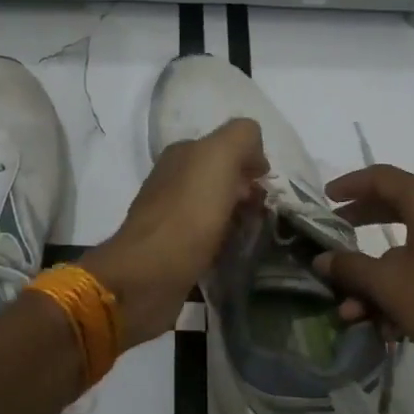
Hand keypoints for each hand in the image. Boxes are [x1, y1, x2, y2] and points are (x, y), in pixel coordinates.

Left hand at [82, 118, 267, 347]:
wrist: (149, 275)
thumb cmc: (188, 214)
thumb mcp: (219, 157)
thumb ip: (241, 138)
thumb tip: (254, 155)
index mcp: (181, 155)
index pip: (224, 147)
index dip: (249, 162)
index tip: (264, 186)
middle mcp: (172, 181)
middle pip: (220, 179)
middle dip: (246, 192)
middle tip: (261, 213)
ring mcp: (170, 217)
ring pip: (216, 209)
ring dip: (238, 218)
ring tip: (252, 236)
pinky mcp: (173, 251)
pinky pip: (208, 239)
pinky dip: (224, 243)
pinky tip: (233, 254)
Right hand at [314, 164, 413, 413]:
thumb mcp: (389, 287)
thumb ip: (351, 268)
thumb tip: (322, 259)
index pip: (384, 177)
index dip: (350, 185)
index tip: (325, 199)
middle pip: (398, 207)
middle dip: (362, 226)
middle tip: (335, 237)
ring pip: (412, 247)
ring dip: (379, 275)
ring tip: (354, 309)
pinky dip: (406, 286)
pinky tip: (388, 325)